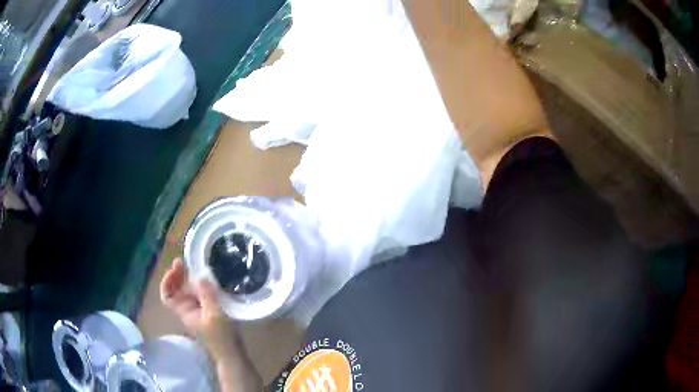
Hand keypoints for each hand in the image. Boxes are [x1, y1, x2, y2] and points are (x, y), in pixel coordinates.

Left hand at [160, 258, 241, 362]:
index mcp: (184, 310)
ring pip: (187, 290)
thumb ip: (207, 295)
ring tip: (195, 265)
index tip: (176, 268)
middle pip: (176, 289)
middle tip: (184, 261)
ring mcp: (197, 309)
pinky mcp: (207, 309)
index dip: (167, 281)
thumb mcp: (215, 314)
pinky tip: (208, 278)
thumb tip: (200, 276)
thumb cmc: (221, 336)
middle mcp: (187, 308)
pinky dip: (200, 284)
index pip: (167, 295)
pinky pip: (199, 293)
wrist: (231, 352)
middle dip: (177, 275)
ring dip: (188, 277)